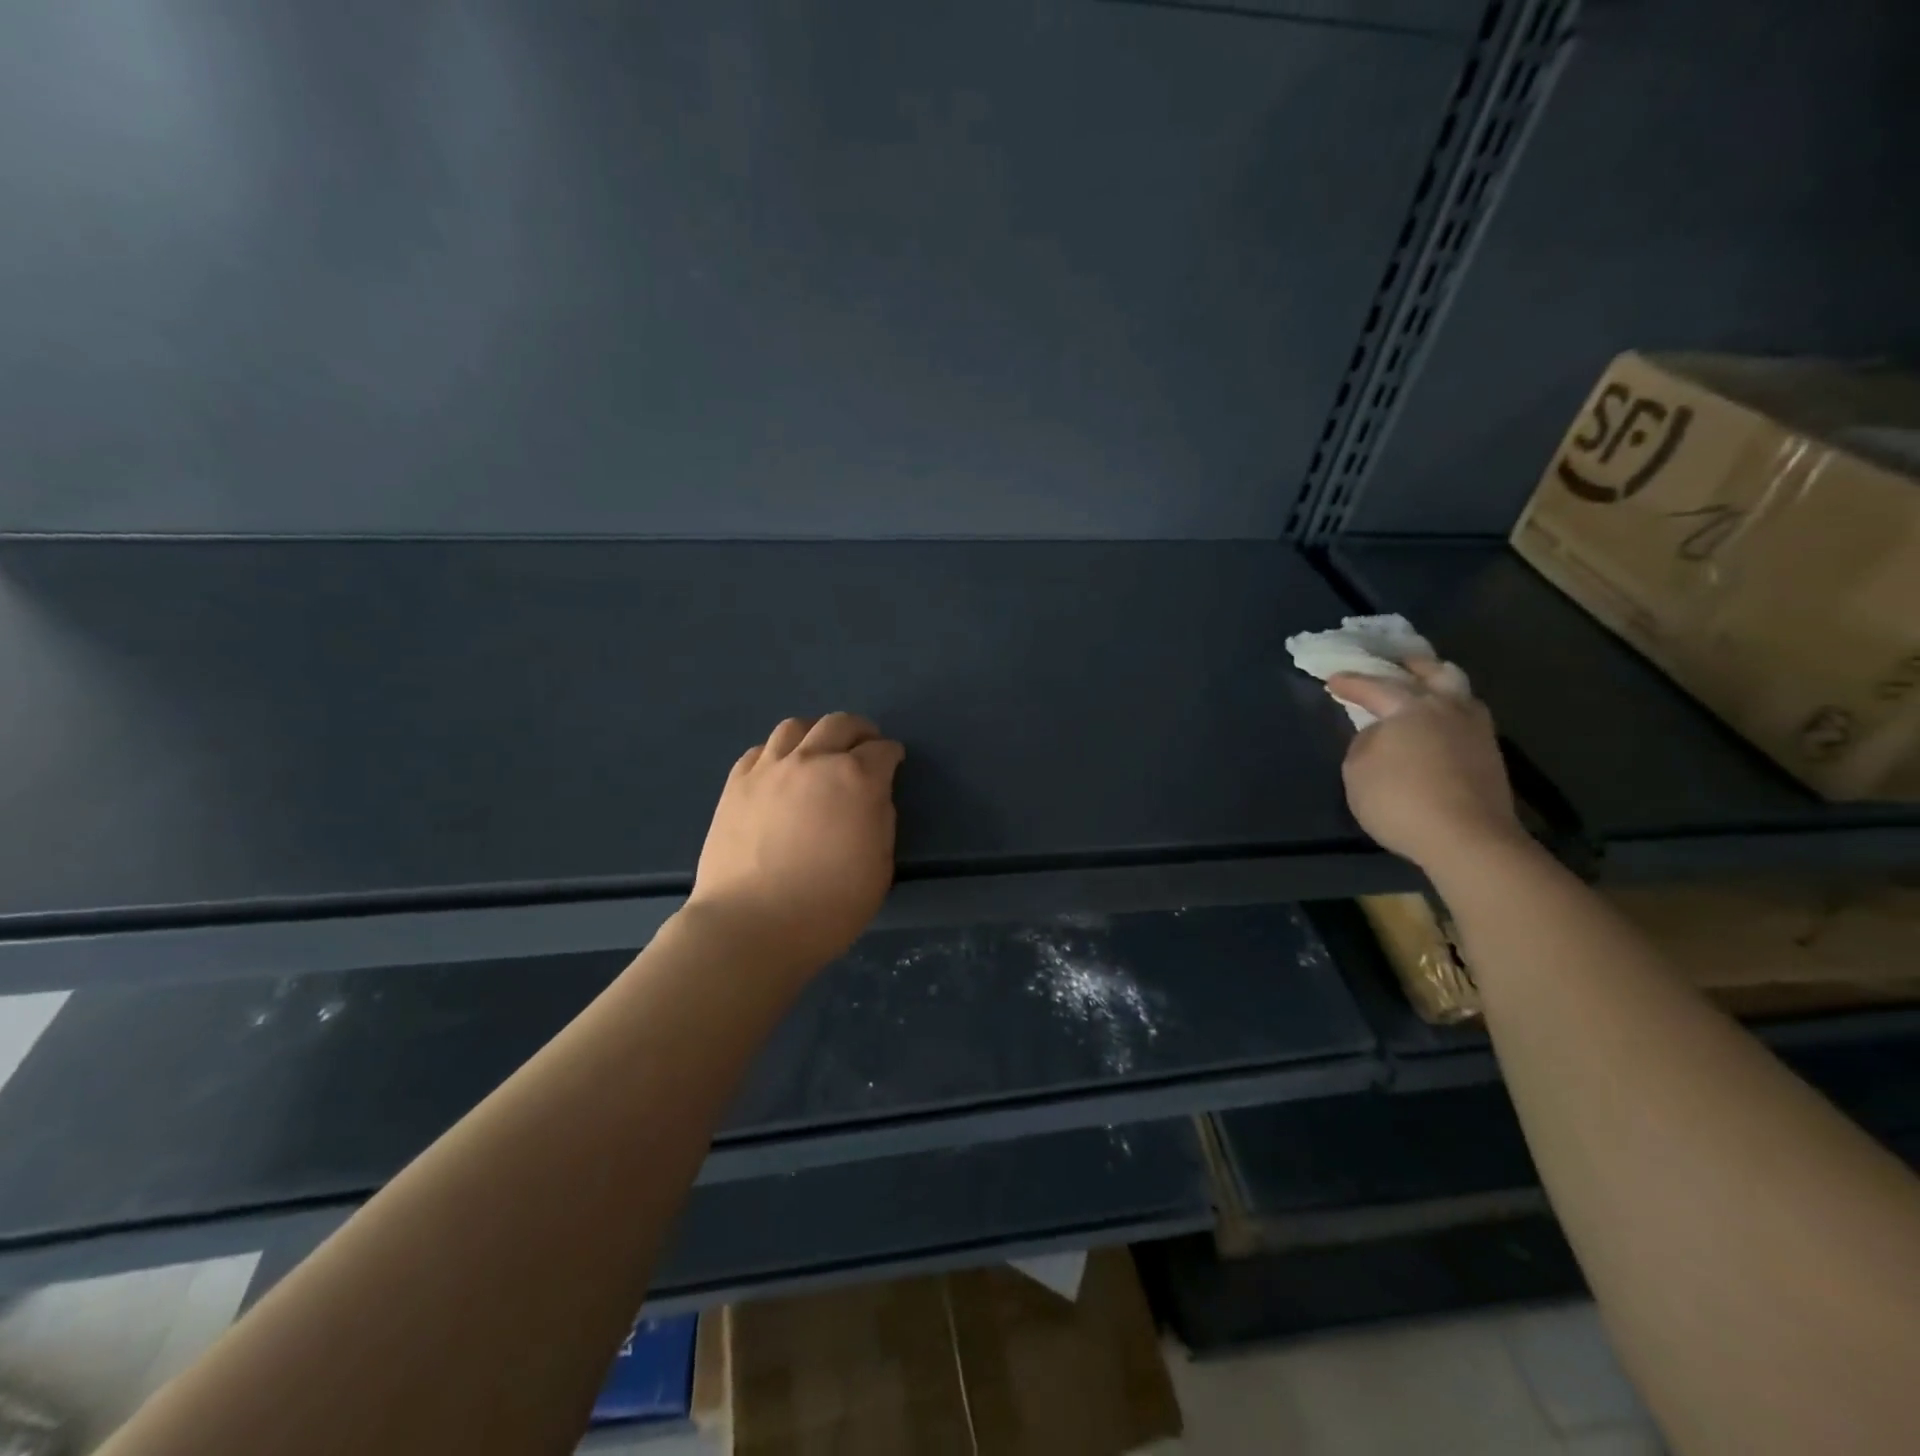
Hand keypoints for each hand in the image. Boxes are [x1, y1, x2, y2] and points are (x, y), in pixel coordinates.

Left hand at [684, 712, 905, 973]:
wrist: (751, 926)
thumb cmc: (828, 906)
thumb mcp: (879, 869)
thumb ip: (881, 821)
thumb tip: (871, 799)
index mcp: (857, 779)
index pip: (882, 751)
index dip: (892, 755)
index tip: (893, 762)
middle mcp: (814, 761)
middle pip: (840, 724)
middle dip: (859, 731)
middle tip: (864, 746)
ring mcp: (770, 769)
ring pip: (796, 727)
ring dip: (816, 733)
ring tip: (819, 751)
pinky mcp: (736, 784)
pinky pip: (760, 751)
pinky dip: (777, 753)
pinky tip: (780, 771)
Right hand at [1328, 660, 1522, 868]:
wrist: (1468, 838)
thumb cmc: (1400, 800)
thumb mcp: (1357, 771)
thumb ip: (1364, 743)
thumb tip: (1377, 734)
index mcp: (1411, 707)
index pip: (1375, 687)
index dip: (1351, 683)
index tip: (1332, 680)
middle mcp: (1448, 708)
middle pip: (1435, 673)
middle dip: (1413, 667)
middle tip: (1397, 664)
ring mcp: (1476, 731)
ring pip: (1459, 693)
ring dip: (1439, 686)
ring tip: (1423, 692)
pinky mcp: (1490, 756)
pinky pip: (1466, 719)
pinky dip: (1449, 714)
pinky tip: (1438, 726)